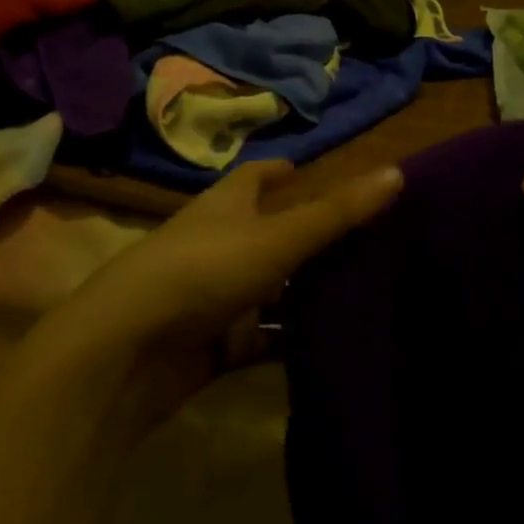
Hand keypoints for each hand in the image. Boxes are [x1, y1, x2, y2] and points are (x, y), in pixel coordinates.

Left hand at [42, 160, 404, 435]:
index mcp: (225, 208)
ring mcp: (212, 298)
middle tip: (366, 242)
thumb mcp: (277, 237)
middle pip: (268, 235)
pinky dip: (287, 342)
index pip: (255, 179)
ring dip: (303, 294)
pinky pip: (260, 340)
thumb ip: (337, 212)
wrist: (126, 353)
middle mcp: (217, 246)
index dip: (281, 172)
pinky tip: (327, 346)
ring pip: (268, 291)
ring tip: (361, 294)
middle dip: (308, 237)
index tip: (310, 170)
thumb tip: (398, 172)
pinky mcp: (212, 345)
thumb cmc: (203, 272)